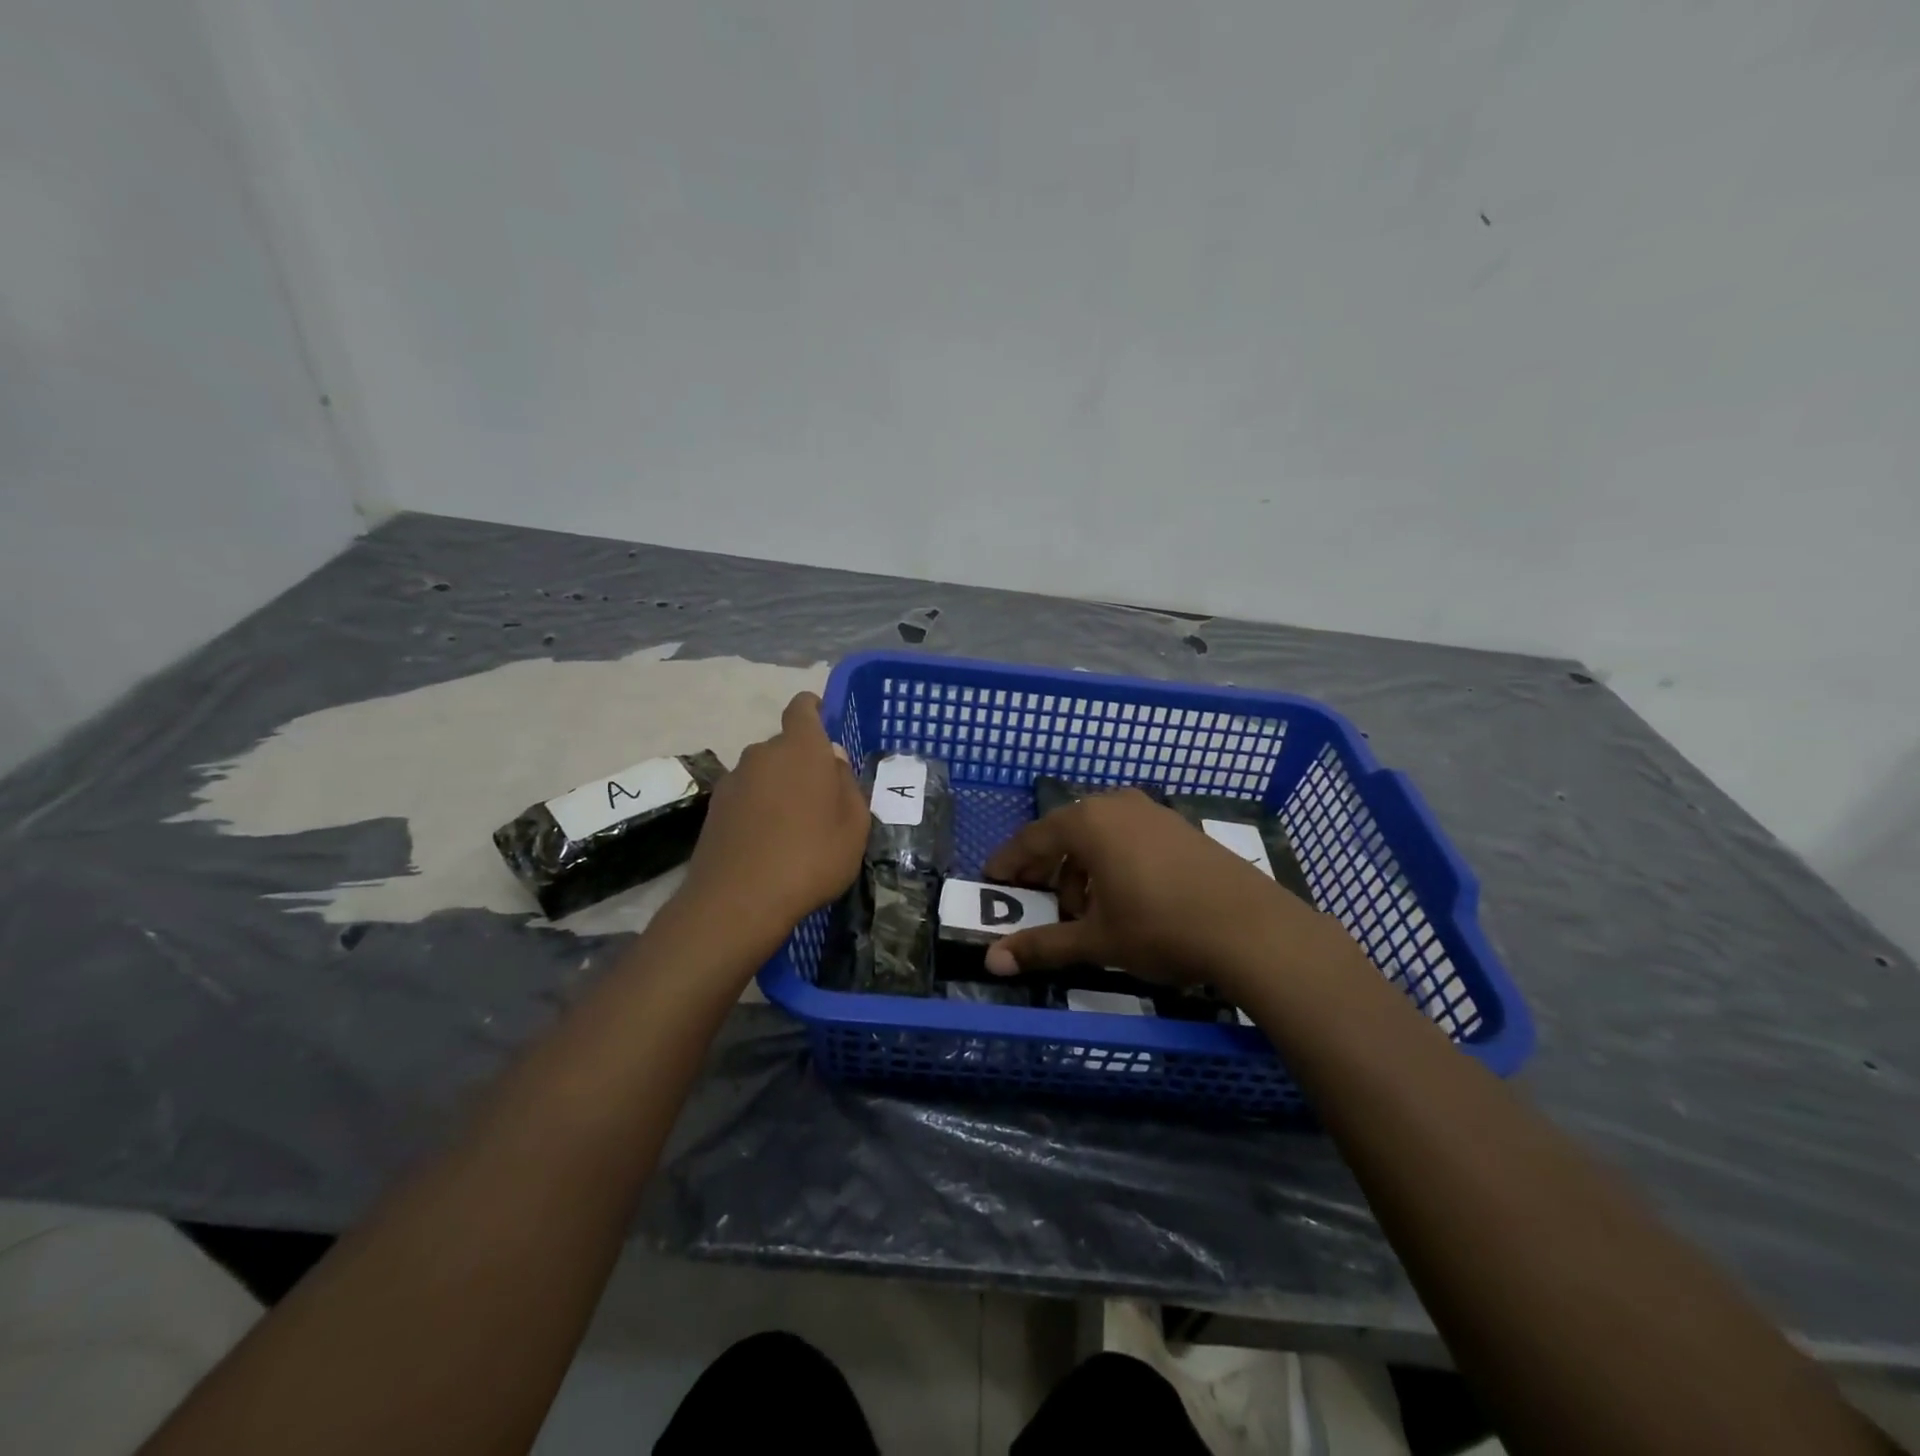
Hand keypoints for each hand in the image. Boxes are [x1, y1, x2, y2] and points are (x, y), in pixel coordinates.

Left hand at [683, 693, 868, 940]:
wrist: (738, 901)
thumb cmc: (811, 857)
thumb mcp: (854, 826)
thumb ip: (848, 785)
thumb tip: (833, 761)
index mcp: (801, 748)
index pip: (802, 708)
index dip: (813, 709)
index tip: (823, 722)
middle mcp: (762, 753)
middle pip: (785, 746)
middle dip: (802, 762)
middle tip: (821, 798)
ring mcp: (733, 780)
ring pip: (764, 773)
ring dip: (779, 788)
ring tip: (794, 827)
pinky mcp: (714, 808)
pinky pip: (746, 797)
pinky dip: (758, 809)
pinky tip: (768, 843)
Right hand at [982, 789, 1341, 991]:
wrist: (1251, 928)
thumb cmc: (1160, 928)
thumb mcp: (1096, 941)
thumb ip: (1042, 946)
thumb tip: (991, 963)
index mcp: (1089, 822)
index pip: (1033, 838)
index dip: (1010, 861)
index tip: (992, 879)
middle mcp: (1117, 805)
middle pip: (1067, 832)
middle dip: (1048, 867)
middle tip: (1039, 901)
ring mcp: (1153, 812)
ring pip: (1100, 835)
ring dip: (1083, 868)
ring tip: (1087, 911)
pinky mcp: (1180, 826)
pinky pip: (1130, 837)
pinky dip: (1114, 862)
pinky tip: (1125, 898)